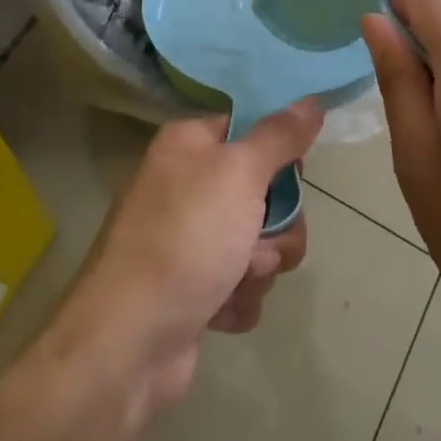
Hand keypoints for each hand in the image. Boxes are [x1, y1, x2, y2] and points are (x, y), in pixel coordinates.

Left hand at [54, 103, 320, 413]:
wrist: (129, 340)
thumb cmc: (186, 238)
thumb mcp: (239, 173)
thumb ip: (279, 136)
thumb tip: (311, 100)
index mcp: (189, 145)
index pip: (251, 130)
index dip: (278, 154)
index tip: (292, 174)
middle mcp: (186, 186)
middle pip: (265, 193)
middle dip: (275, 227)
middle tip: (258, 242)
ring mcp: (189, 240)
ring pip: (260, 243)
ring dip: (259, 268)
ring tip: (233, 281)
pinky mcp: (194, 288)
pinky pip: (242, 285)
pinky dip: (238, 299)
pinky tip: (217, 309)